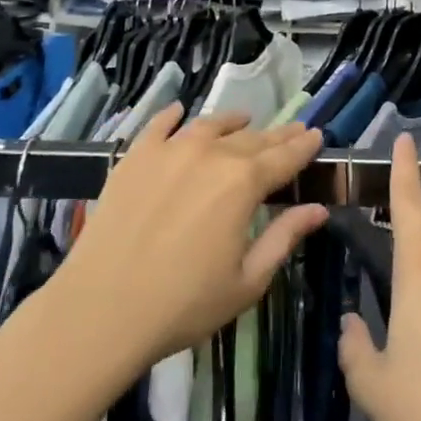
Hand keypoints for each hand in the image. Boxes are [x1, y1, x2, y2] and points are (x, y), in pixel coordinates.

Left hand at [56, 105, 326, 365]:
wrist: (102, 309)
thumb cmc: (183, 304)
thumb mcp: (247, 281)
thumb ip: (284, 238)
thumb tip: (318, 209)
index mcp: (243, 183)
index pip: (284, 157)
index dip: (303, 146)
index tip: (317, 135)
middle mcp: (211, 154)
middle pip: (252, 139)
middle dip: (276, 135)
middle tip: (293, 130)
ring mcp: (170, 150)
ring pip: (210, 126)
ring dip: (232, 122)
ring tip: (244, 119)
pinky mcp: (135, 157)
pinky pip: (160, 125)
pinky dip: (174, 115)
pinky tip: (180, 111)